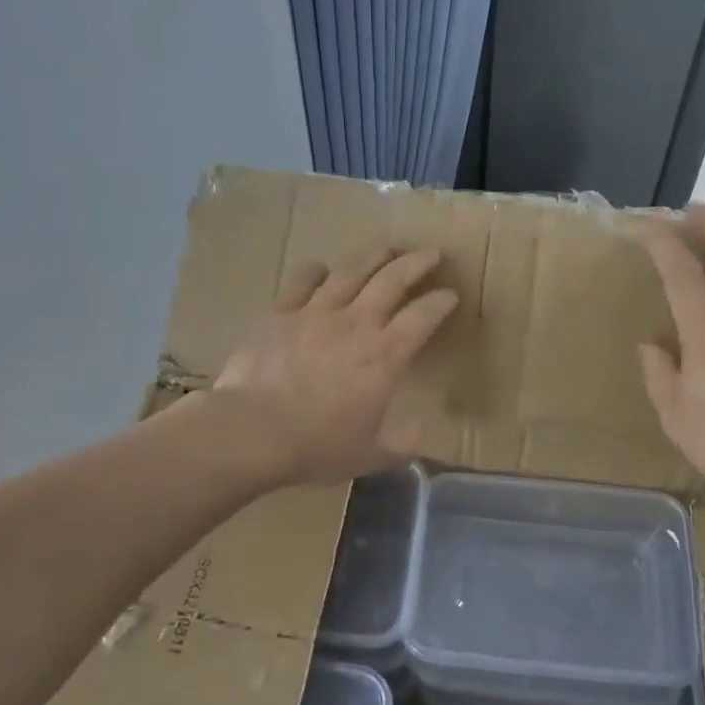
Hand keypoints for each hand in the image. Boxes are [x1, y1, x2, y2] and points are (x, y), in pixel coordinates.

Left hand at [213, 248, 459, 484]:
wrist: (254, 431)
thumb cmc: (318, 445)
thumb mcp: (371, 454)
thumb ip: (402, 443)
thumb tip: (423, 433)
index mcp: (385, 355)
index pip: (423, 316)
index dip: (441, 302)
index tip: (450, 294)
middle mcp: (356, 323)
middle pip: (393, 279)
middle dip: (417, 263)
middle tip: (431, 252)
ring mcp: (317, 312)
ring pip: (352, 272)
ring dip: (373, 258)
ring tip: (385, 250)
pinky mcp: (281, 313)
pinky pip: (303, 281)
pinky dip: (316, 271)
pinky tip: (321, 270)